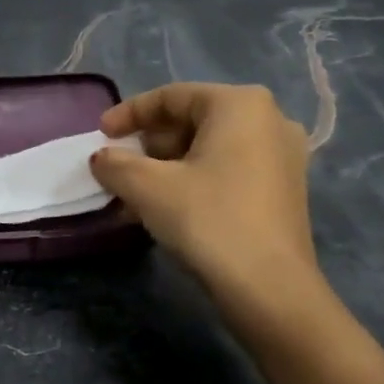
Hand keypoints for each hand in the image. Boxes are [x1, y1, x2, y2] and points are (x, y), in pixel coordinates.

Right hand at [91, 83, 322, 301]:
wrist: (268, 286)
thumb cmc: (208, 220)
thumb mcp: (148, 188)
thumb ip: (116, 164)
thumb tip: (101, 158)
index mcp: (240, 105)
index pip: (172, 96)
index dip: (129, 113)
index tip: (100, 135)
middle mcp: (270, 120)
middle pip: (193, 121)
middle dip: (149, 146)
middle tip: (118, 168)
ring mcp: (283, 157)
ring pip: (209, 150)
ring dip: (167, 168)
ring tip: (134, 195)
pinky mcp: (284, 190)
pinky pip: (228, 171)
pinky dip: (193, 182)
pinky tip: (166, 209)